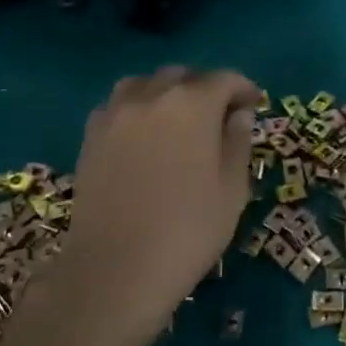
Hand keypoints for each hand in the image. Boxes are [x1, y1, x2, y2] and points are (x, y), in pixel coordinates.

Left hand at [15, 67, 259, 345]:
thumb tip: (239, 115)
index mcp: (192, 103)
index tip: (254, 105)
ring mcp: (115, 113)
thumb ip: (238, 142)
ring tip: (178, 119)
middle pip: (183, 76)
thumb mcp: (232, 189)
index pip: (224, 79)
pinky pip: (119, 105)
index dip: (243, 89)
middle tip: (219, 116)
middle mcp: (151, 95)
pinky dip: (137, 108)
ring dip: (167, 93)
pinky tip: (144, 135)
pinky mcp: (91, 135)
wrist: (116, 269)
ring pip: (146, 84)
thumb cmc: (187, 230)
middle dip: (205, 89)